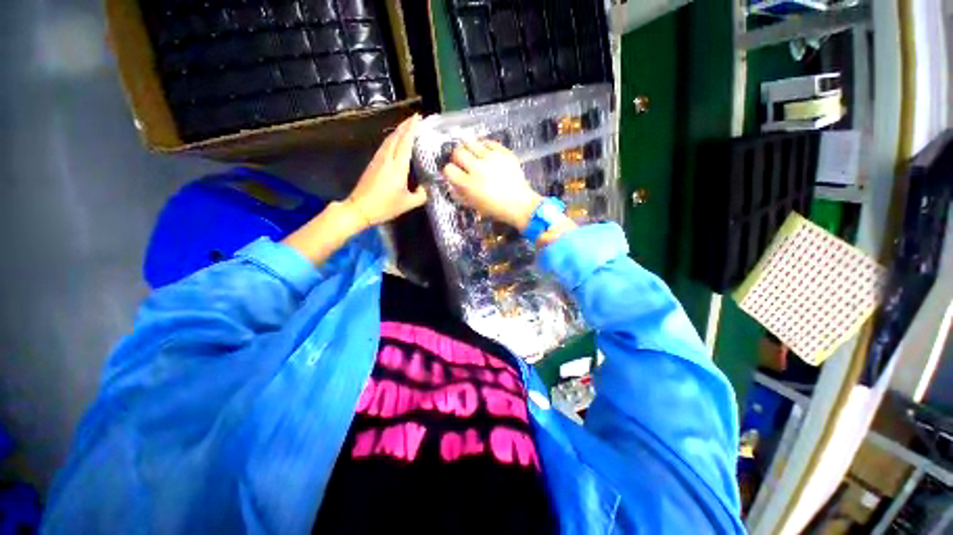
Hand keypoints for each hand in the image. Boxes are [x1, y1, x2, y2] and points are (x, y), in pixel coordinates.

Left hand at [346, 114, 426, 225]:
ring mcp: (378, 159)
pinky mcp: (373, 163)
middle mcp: (387, 159)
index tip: (418, 117)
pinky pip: (385, 145)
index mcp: (398, 167)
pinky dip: (393, 138)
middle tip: (415, 118)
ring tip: (407, 126)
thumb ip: (421, 195)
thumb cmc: (385, 206)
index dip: (412, 129)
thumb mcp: (408, 204)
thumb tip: (426, 188)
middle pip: (396, 136)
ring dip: (398, 130)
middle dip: (406, 125)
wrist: (359, 208)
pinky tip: (396, 140)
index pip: (406, 142)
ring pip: (389, 139)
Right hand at [442, 140, 541, 230]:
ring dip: (469, 149)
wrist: (519, 205)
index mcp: (469, 185)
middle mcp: (478, 169)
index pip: (449, 170)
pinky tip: (485, 152)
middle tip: (462, 162)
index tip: (453, 173)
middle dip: (457, 157)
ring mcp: (491, 159)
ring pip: (471, 143)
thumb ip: (461, 195)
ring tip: (473, 155)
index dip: (449, 171)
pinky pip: (489, 142)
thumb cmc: (496, 209)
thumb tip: (452, 185)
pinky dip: (484, 145)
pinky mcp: (503, 153)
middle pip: (458, 152)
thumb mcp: (474, 206)